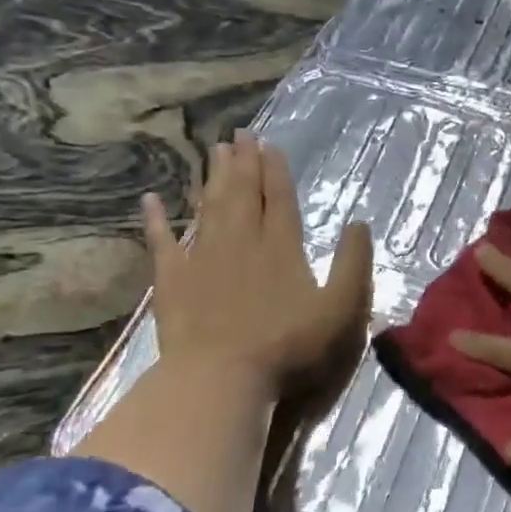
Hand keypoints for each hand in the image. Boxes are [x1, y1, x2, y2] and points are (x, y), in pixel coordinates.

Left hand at [142, 131, 372, 412]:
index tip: (270, 145)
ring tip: (214, 151)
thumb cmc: (289, 346)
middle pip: (243, 193)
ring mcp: (203, 258)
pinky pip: (162, 242)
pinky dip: (156, 220)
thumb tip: (359, 224)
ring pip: (209, 207)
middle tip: (240, 133)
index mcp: (282, 247)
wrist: (221, 378)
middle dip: (244, 162)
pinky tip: (151, 200)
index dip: (276, 170)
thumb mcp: (341, 309)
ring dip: (212, 178)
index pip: (280, 199)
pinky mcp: (173, 280)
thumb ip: (353, 264)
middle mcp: (242, 241)